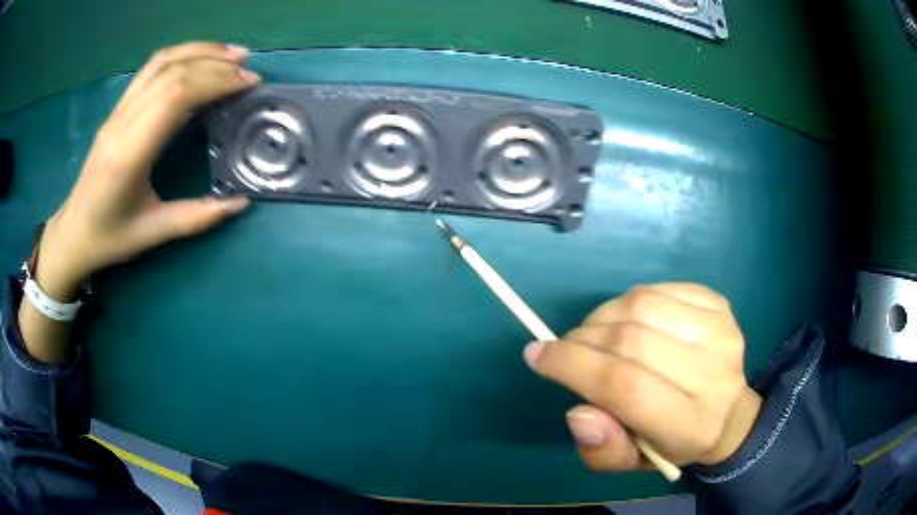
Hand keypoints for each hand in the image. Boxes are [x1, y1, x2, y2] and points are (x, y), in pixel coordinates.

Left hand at [36, 42, 260, 299]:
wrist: (72, 233)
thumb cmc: (109, 238)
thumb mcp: (153, 234)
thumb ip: (197, 217)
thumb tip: (241, 203)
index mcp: (129, 154)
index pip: (175, 96)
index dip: (215, 82)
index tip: (247, 85)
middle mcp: (122, 122)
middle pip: (172, 72)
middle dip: (215, 64)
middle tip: (248, 70)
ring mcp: (117, 111)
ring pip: (161, 62)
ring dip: (199, 51)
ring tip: (231, 56)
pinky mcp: (118, 108)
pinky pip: (150, 69)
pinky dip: (181, 56)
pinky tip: (200, 60)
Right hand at [524, 283, 760, 470]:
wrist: (728, 414)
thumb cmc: (672, 443)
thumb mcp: (631, 462)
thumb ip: (603, 449)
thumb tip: (578, 413)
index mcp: (690, 425)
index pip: (624, 387)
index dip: (573, 366)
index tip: (537, 356)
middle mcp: (714, 375)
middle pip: (631, 341)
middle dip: (582, 340)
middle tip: (564, 348)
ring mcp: (721, 333)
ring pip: (642, 306)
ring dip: (603, 316)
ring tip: (594, 335)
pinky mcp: (720, 305)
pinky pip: (659, 289)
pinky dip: (629, 301)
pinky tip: (627, 321)